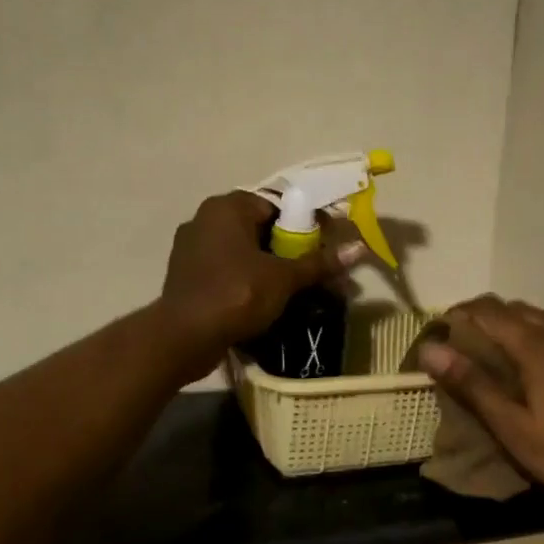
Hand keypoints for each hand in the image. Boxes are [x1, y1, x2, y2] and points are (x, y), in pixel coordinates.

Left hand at [158, 192, 358, 377]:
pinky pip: (227, 271)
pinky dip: (248, 281)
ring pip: (244, 253)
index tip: (324, 249)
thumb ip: (320, 262)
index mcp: (227, 207)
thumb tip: (359, 249)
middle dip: (290, 251)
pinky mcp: (187, 276)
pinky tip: (266, 301)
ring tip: (296, 291)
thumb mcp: (284, 278)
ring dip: (270, 269)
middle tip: (315, 273)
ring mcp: (192, 248)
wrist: (184, 337)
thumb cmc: (237, 294)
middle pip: (261, 230)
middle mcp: (206, 219)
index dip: (306, 226)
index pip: (277, 207)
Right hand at [418, 296, 543, 504]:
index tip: (441, 329)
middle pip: (515, 308)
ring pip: (543, 316)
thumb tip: (430, 349)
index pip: (489, 310)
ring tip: (499, 352)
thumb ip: (472, 384)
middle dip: (486, 318)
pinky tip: (542, 359)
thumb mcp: (512, 427)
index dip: (460, 313)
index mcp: (536, 344)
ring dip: (516, 324)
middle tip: (466, 345)